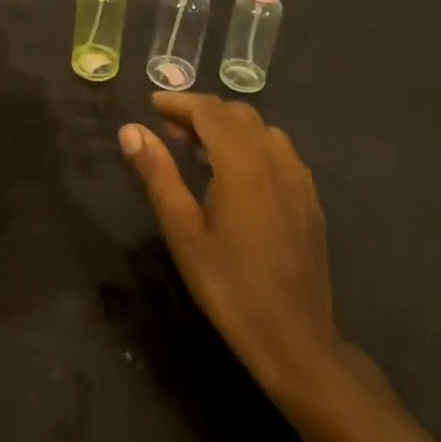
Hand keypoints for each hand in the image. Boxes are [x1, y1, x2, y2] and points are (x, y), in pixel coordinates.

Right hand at [118, 92, 345, 397]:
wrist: (295, 339)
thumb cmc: (229, 284)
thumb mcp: (182, 229)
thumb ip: (157, 172)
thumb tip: (131, 130)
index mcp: (242, 161)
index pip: (209, 110)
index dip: (179, 102)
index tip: (153, 104)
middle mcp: (274, 158)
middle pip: (236, 114)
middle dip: (202, 113)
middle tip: (170, 131)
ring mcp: (298, 178)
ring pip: (261, 130)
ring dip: (228, 128)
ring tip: (200, 152)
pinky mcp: (310, 199)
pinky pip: (279, 153)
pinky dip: (252, 146)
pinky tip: (237, 176)